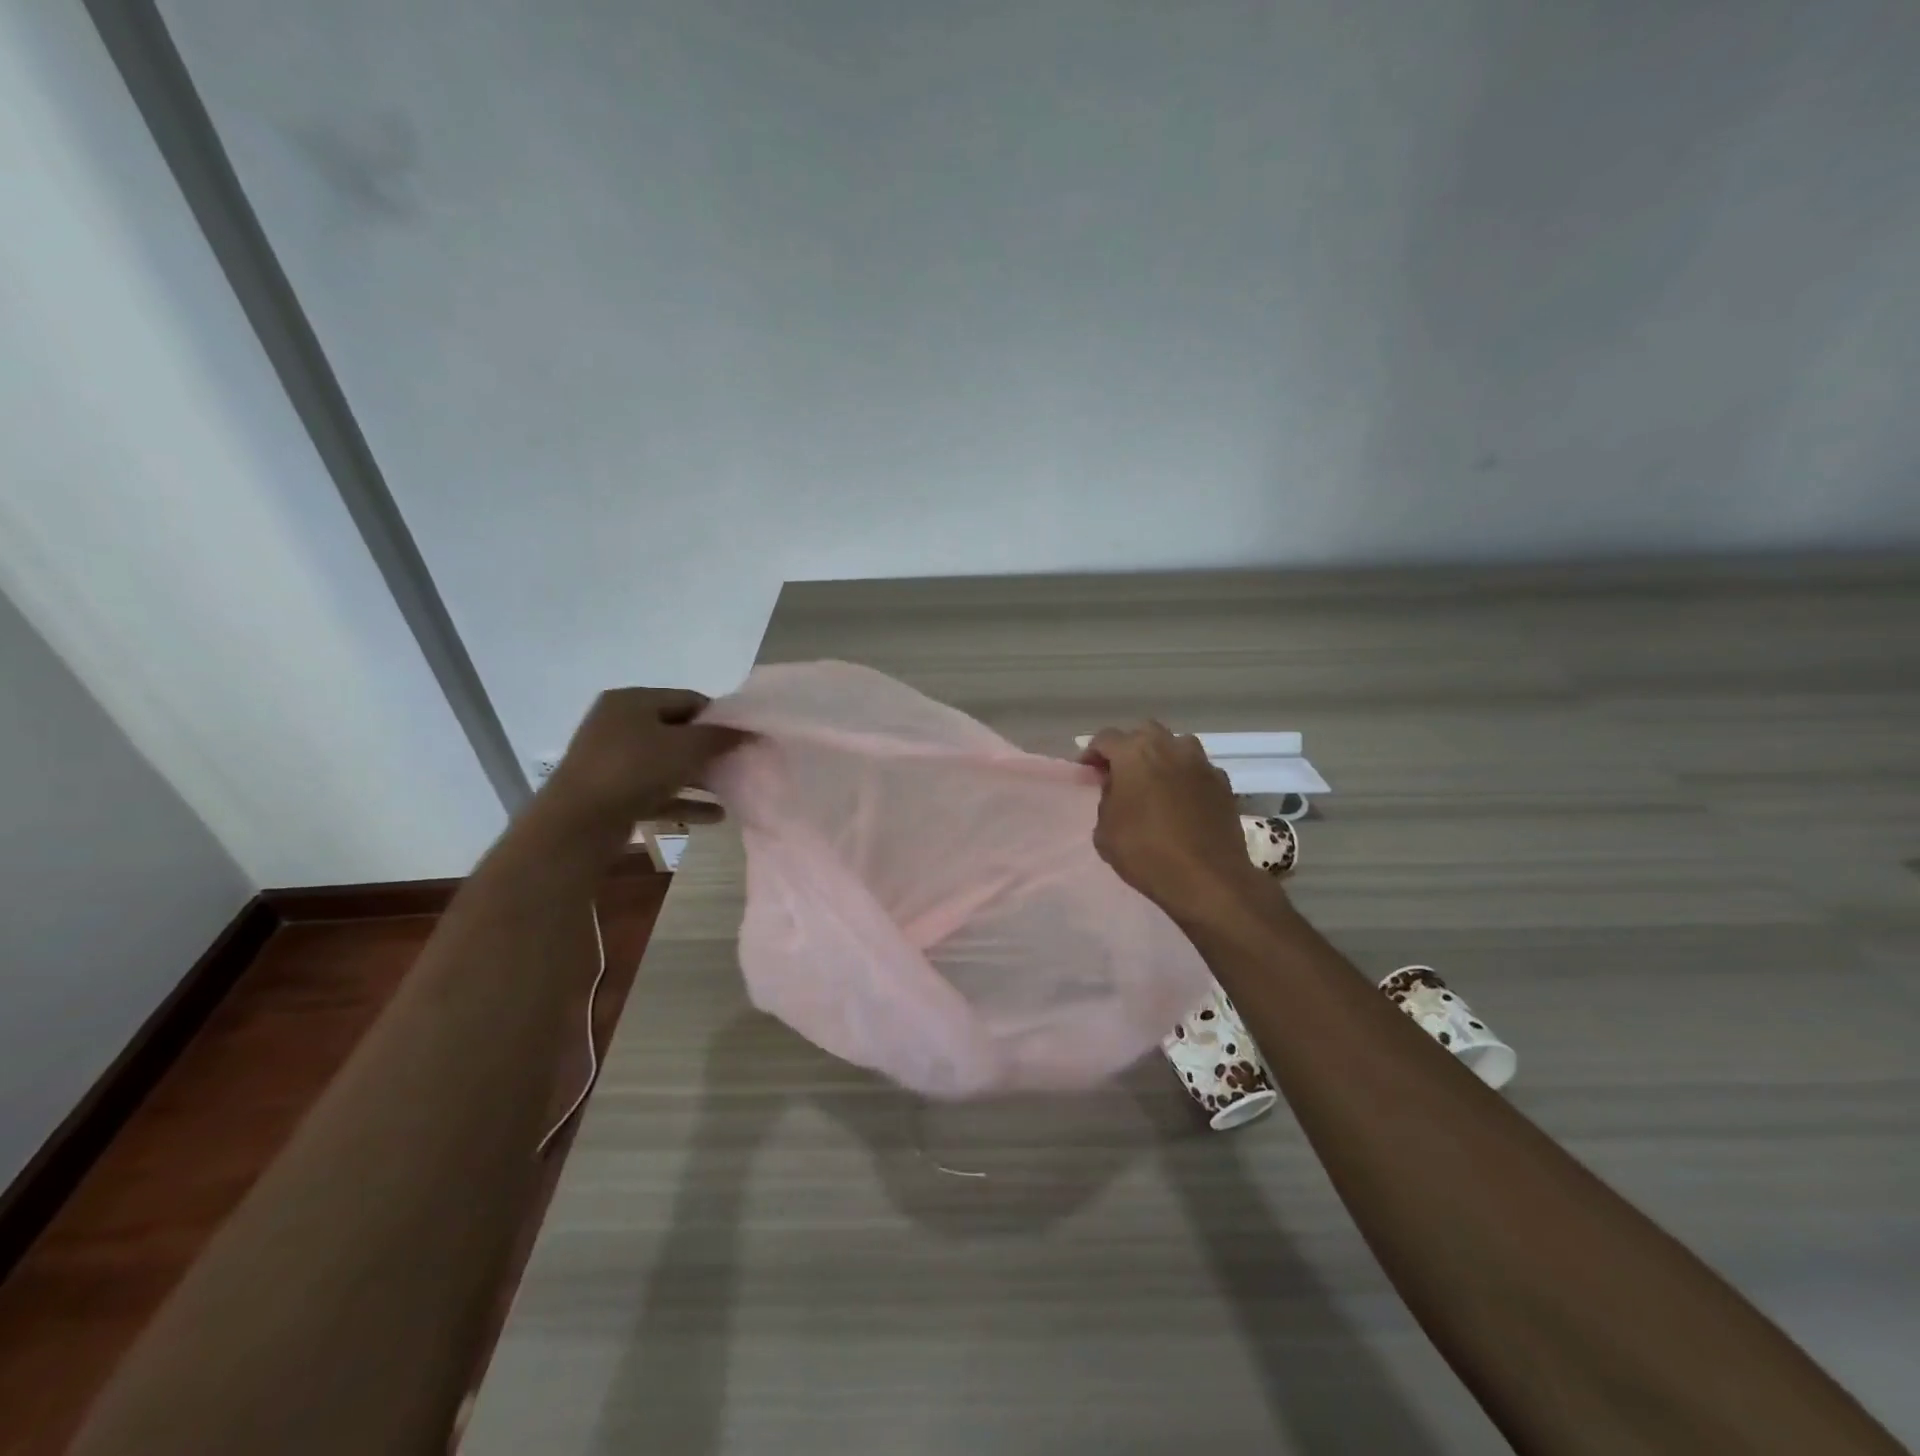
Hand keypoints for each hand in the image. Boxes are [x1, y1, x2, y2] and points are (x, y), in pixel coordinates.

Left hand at [541, 687, 745, 831]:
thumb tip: (748, 730)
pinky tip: (715, 816)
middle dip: (709, 750)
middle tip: (738, 764)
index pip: (689, 700)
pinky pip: (656, 791)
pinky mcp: (612, 792)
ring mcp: (612, 760)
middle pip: (677, 732)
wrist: (578, 823)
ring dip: (699, 778)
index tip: (743, 739)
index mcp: (633, 701)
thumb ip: (720, 737)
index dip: (719, 718)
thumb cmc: (635, 770)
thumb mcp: (686, 748)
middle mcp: (618, 724)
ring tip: (731, 790)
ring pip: (666, 764)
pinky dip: (683, 800)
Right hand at [1082, 722, 1266, 922]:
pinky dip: (1186, 778)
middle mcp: (1170, 747)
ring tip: (1154, 783)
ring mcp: (1201, 764)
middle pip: (1144, 733)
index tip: (1087, 771)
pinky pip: (1198, 770)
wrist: (1207, 879)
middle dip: (1129, 748)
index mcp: (1134, 753)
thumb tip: (1117, 790)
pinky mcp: (1224, 784)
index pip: (1105, 739)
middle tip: (1121, 773)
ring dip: (1162, 757)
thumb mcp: (1105, 831)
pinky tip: (1182, 801)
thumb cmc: (1146, 852)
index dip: (1092, 753)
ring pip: (1177, 746)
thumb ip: (1107, 800)